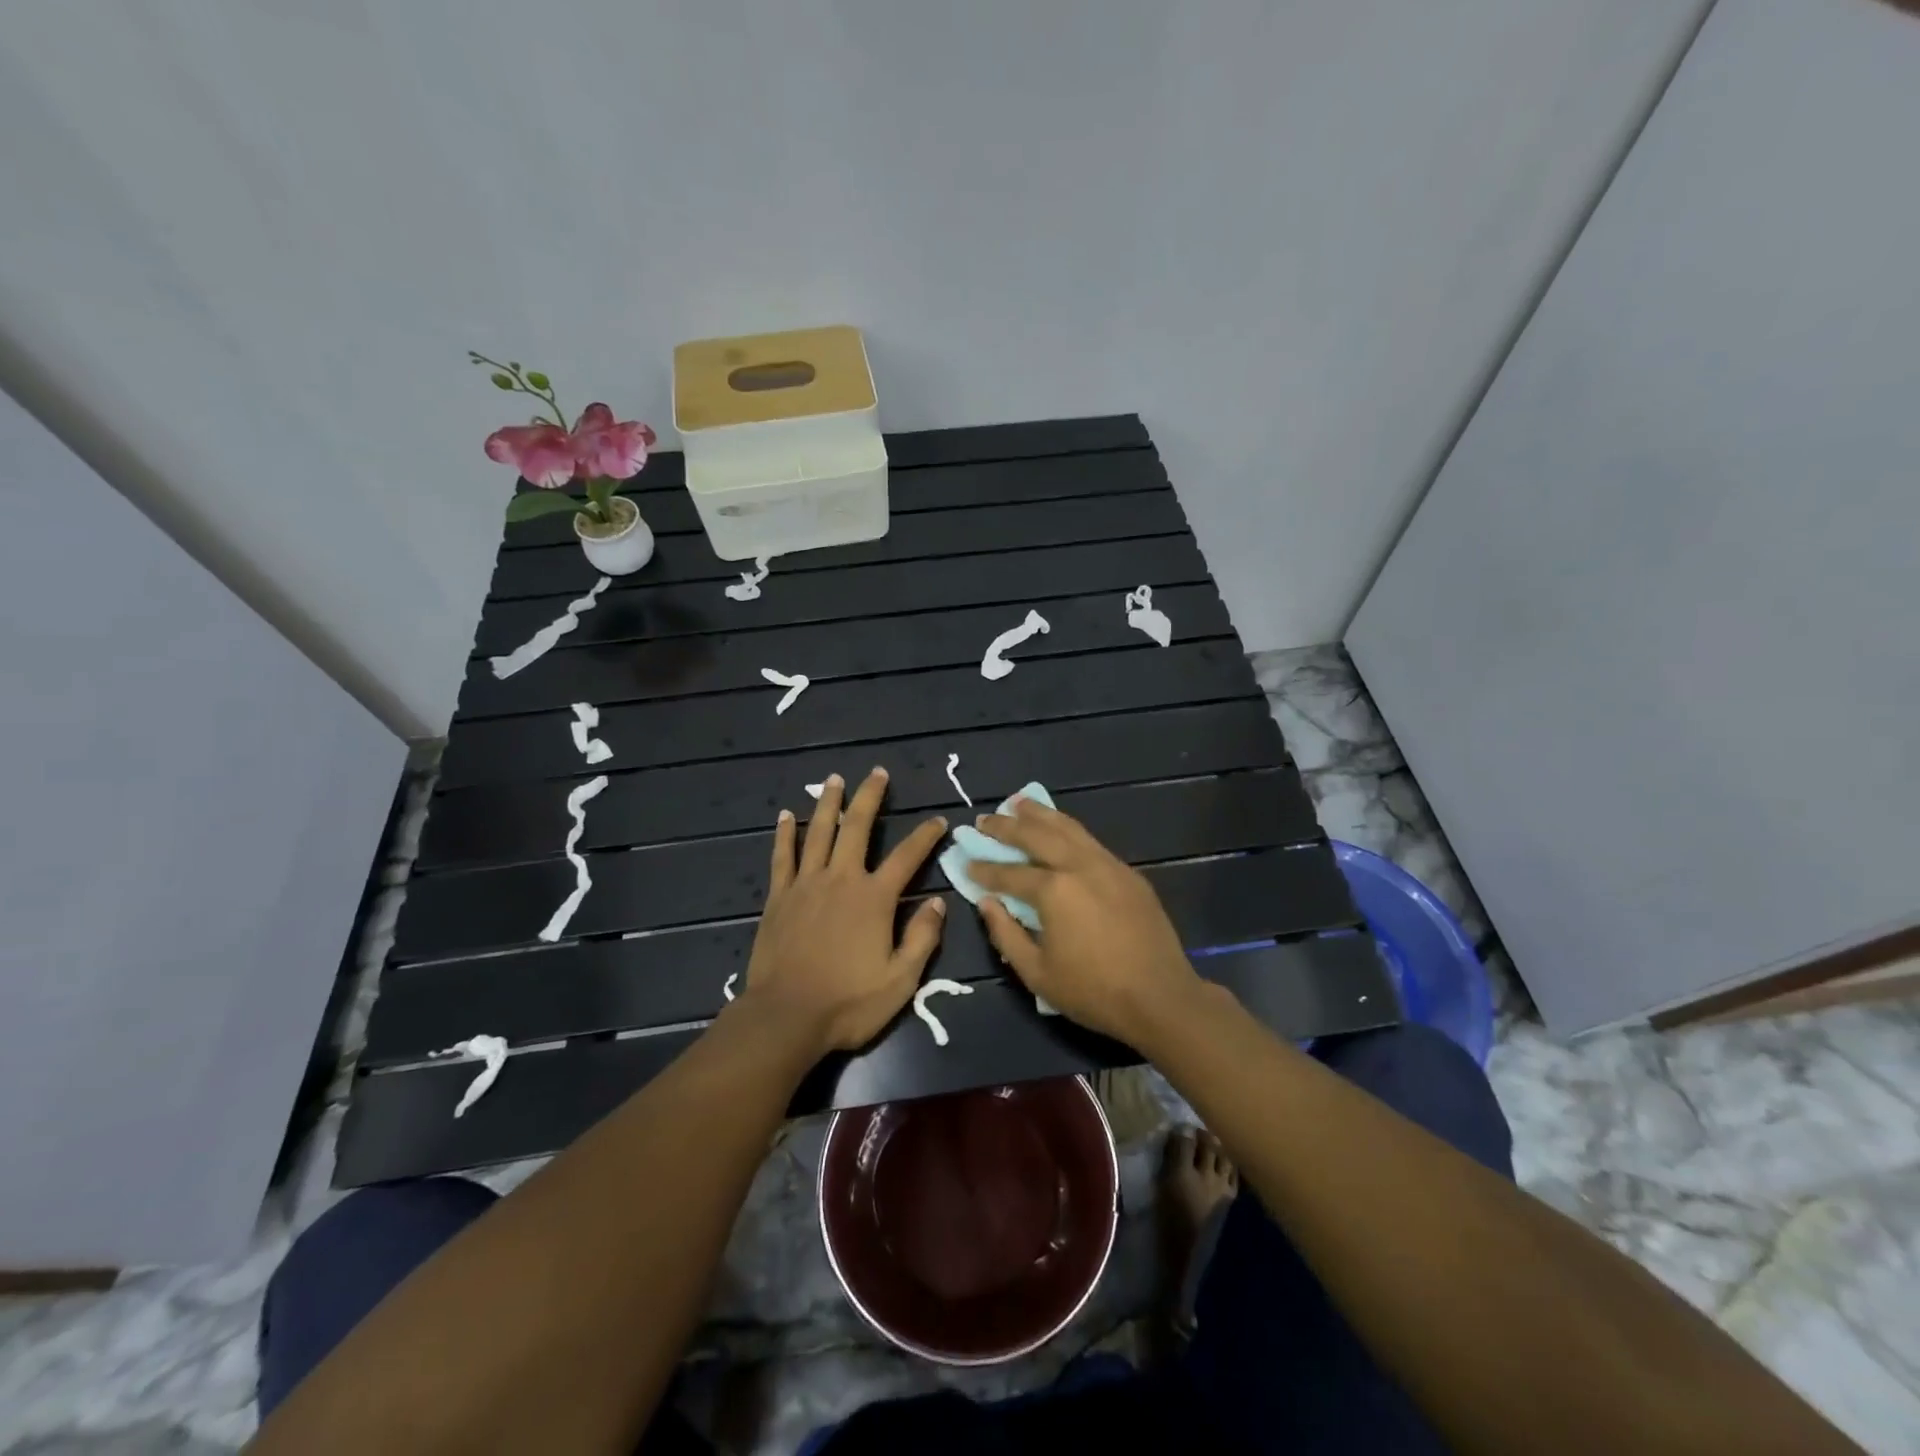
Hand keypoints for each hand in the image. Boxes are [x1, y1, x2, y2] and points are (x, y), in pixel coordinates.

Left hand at [739, 768, 948, 1054]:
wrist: (786, 1017)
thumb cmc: (848, 1002)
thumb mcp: (901, 980)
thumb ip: (922, 938)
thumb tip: (938, 901)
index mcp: (874, 898)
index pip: (907, 856)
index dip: (925, 836)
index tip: (937, 819)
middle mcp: (841, 879)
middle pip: (857, 828)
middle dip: (870, 797)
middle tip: (876, 773)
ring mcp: (806, 884)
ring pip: (819, 832)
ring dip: (828, 803)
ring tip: (834, 780)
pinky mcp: (779, 897)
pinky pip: (782, 856)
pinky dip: (785, 834)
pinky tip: (786, 815)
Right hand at [970, 796, 1208, 1046]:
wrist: (1160, 997)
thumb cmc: (1093, 991)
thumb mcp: (1036, 973)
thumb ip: (1005, 934)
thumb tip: (986, 903)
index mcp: (1054, 891)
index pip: (1009, 873)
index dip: (984, 869)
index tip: (965, 861)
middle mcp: (1079, 866)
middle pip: (1036, 835)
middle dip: (1006, 826)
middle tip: (985, 819)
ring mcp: (1107, 865)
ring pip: (1068, 828)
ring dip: (1040, 814)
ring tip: (1019, 802)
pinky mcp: (1127, 873)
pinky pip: (1090, 841)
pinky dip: (1068, 829)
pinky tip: (1059, 829)